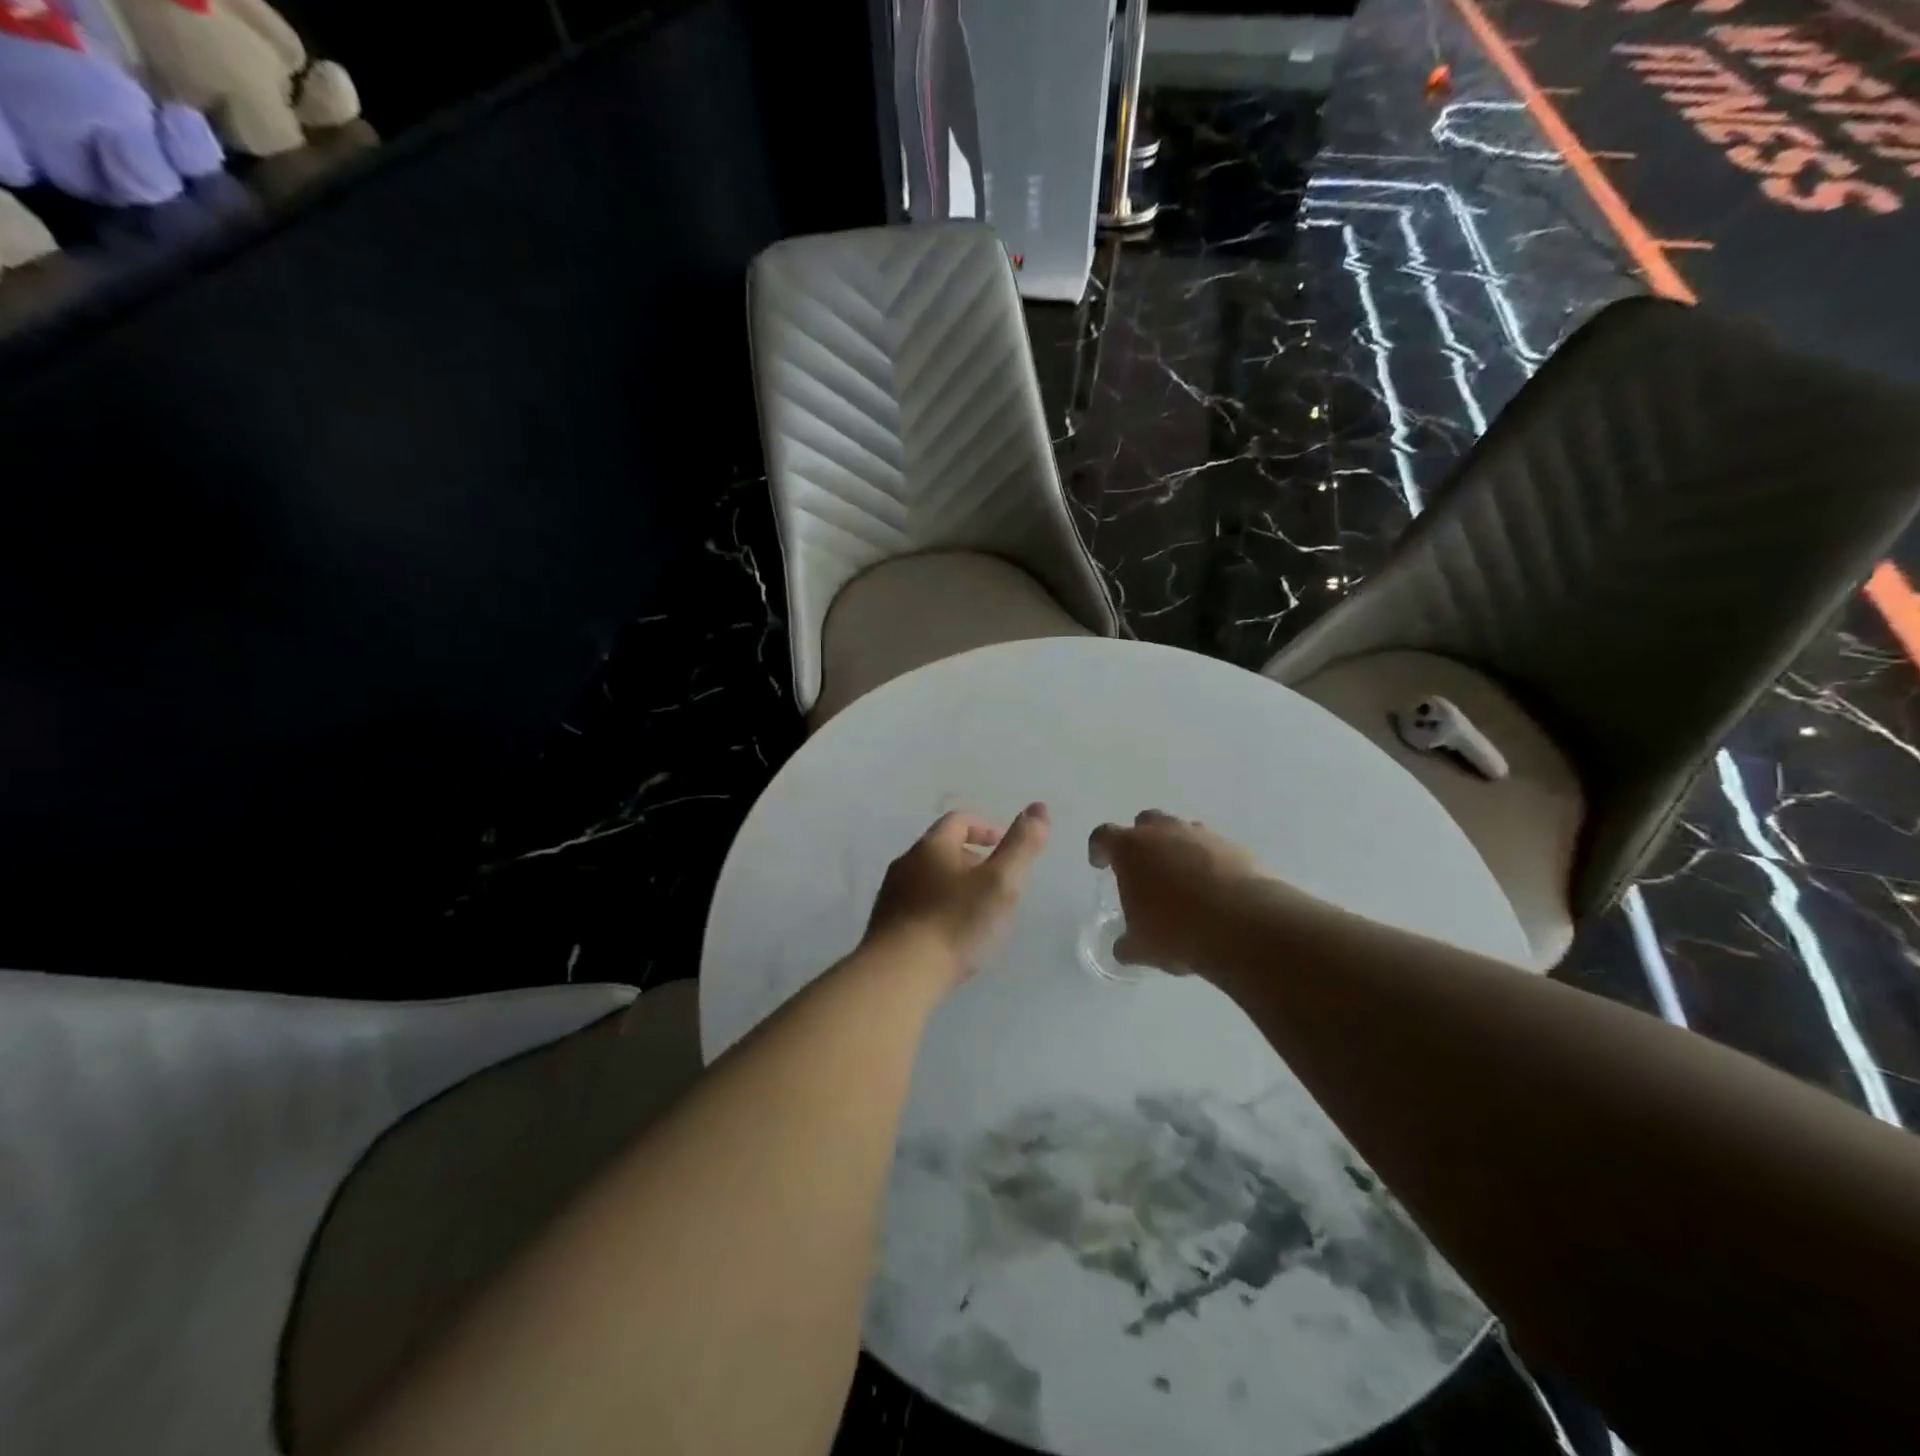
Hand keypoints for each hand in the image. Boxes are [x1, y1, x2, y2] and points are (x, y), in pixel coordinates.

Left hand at [864, 804, 1051, 976]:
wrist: (898, 975)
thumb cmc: (955, 922)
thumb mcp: (1001, 882)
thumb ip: (1022, 844)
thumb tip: (1039, 807)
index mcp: (932, 846)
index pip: (959, 820)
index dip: (986, 828)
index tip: (1007, 848)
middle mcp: (906, 863)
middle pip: (942, 850)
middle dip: (973, 860)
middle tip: (999, 885)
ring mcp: (891, 896)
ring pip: (929, 880)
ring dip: (956, 888)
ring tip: (979, 915)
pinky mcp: (885, 926)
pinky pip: (917, 908)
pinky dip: (939, 911)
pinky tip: (952, 939)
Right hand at [1088, 810, 1264, 972]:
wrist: (1245, 926)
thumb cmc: (1177, 931)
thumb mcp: (1142, 947)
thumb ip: (1127, 943)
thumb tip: (1124, 948)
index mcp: (1131, 849)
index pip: (1104, 836)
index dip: (1099, 849)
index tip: (1100, 864)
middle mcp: (1165, 832)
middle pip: (1146, 822)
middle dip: (1142, 840)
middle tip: (1144, 869)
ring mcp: (1203, 836)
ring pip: (1184, 832)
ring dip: (1178, 850)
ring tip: (1183, 883)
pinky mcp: (1236, 848)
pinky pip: (1216, 850)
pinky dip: (1211, 864)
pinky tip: (1216, 893)